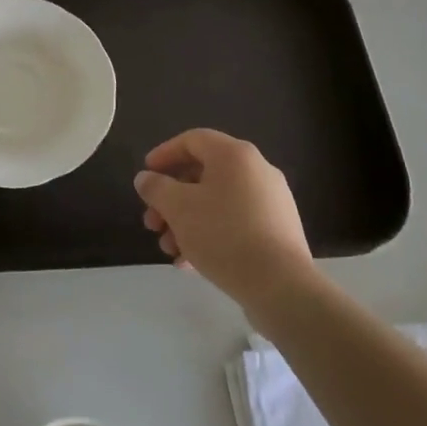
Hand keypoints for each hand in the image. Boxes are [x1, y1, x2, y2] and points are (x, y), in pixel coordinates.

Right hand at [135, 129, 314, 309]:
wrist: (280, 285)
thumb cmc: (223, 235)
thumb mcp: (178, 208)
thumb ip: (156, 188)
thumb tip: (145, 178)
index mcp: (235, 155)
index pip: (193, 140)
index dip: (164, 154)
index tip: (146, 175)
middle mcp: (257, 170)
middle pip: (203, 175)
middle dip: (171, 199)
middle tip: (152, 223)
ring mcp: (271, 202)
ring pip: (216, 203)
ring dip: (186, 222)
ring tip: (169, 249)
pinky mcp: (277, 230)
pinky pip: (234, 223)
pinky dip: (209, 235)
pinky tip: (190, 263)